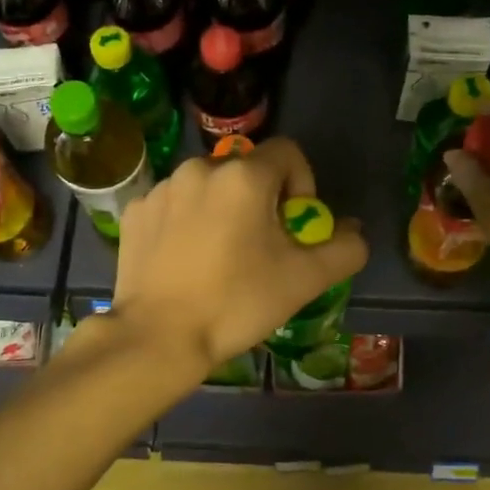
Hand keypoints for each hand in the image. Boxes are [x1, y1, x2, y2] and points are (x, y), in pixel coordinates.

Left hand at [110, 138, 367, 374]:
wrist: (158, 337)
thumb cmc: (236, 303)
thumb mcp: (304, 280)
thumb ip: (343, 249)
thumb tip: (353, 231)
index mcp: (244, 175)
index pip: (288, 153)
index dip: (302, 185)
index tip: (293, 226)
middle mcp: (200, 168)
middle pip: (246, 171)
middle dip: (261, 201)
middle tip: (259, 248)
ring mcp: (162, 188)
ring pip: (207, 187)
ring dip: (221, 210)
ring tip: (219, 257)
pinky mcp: (135, 212)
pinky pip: (173, 205)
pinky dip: (185, 223)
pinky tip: (184, 261)